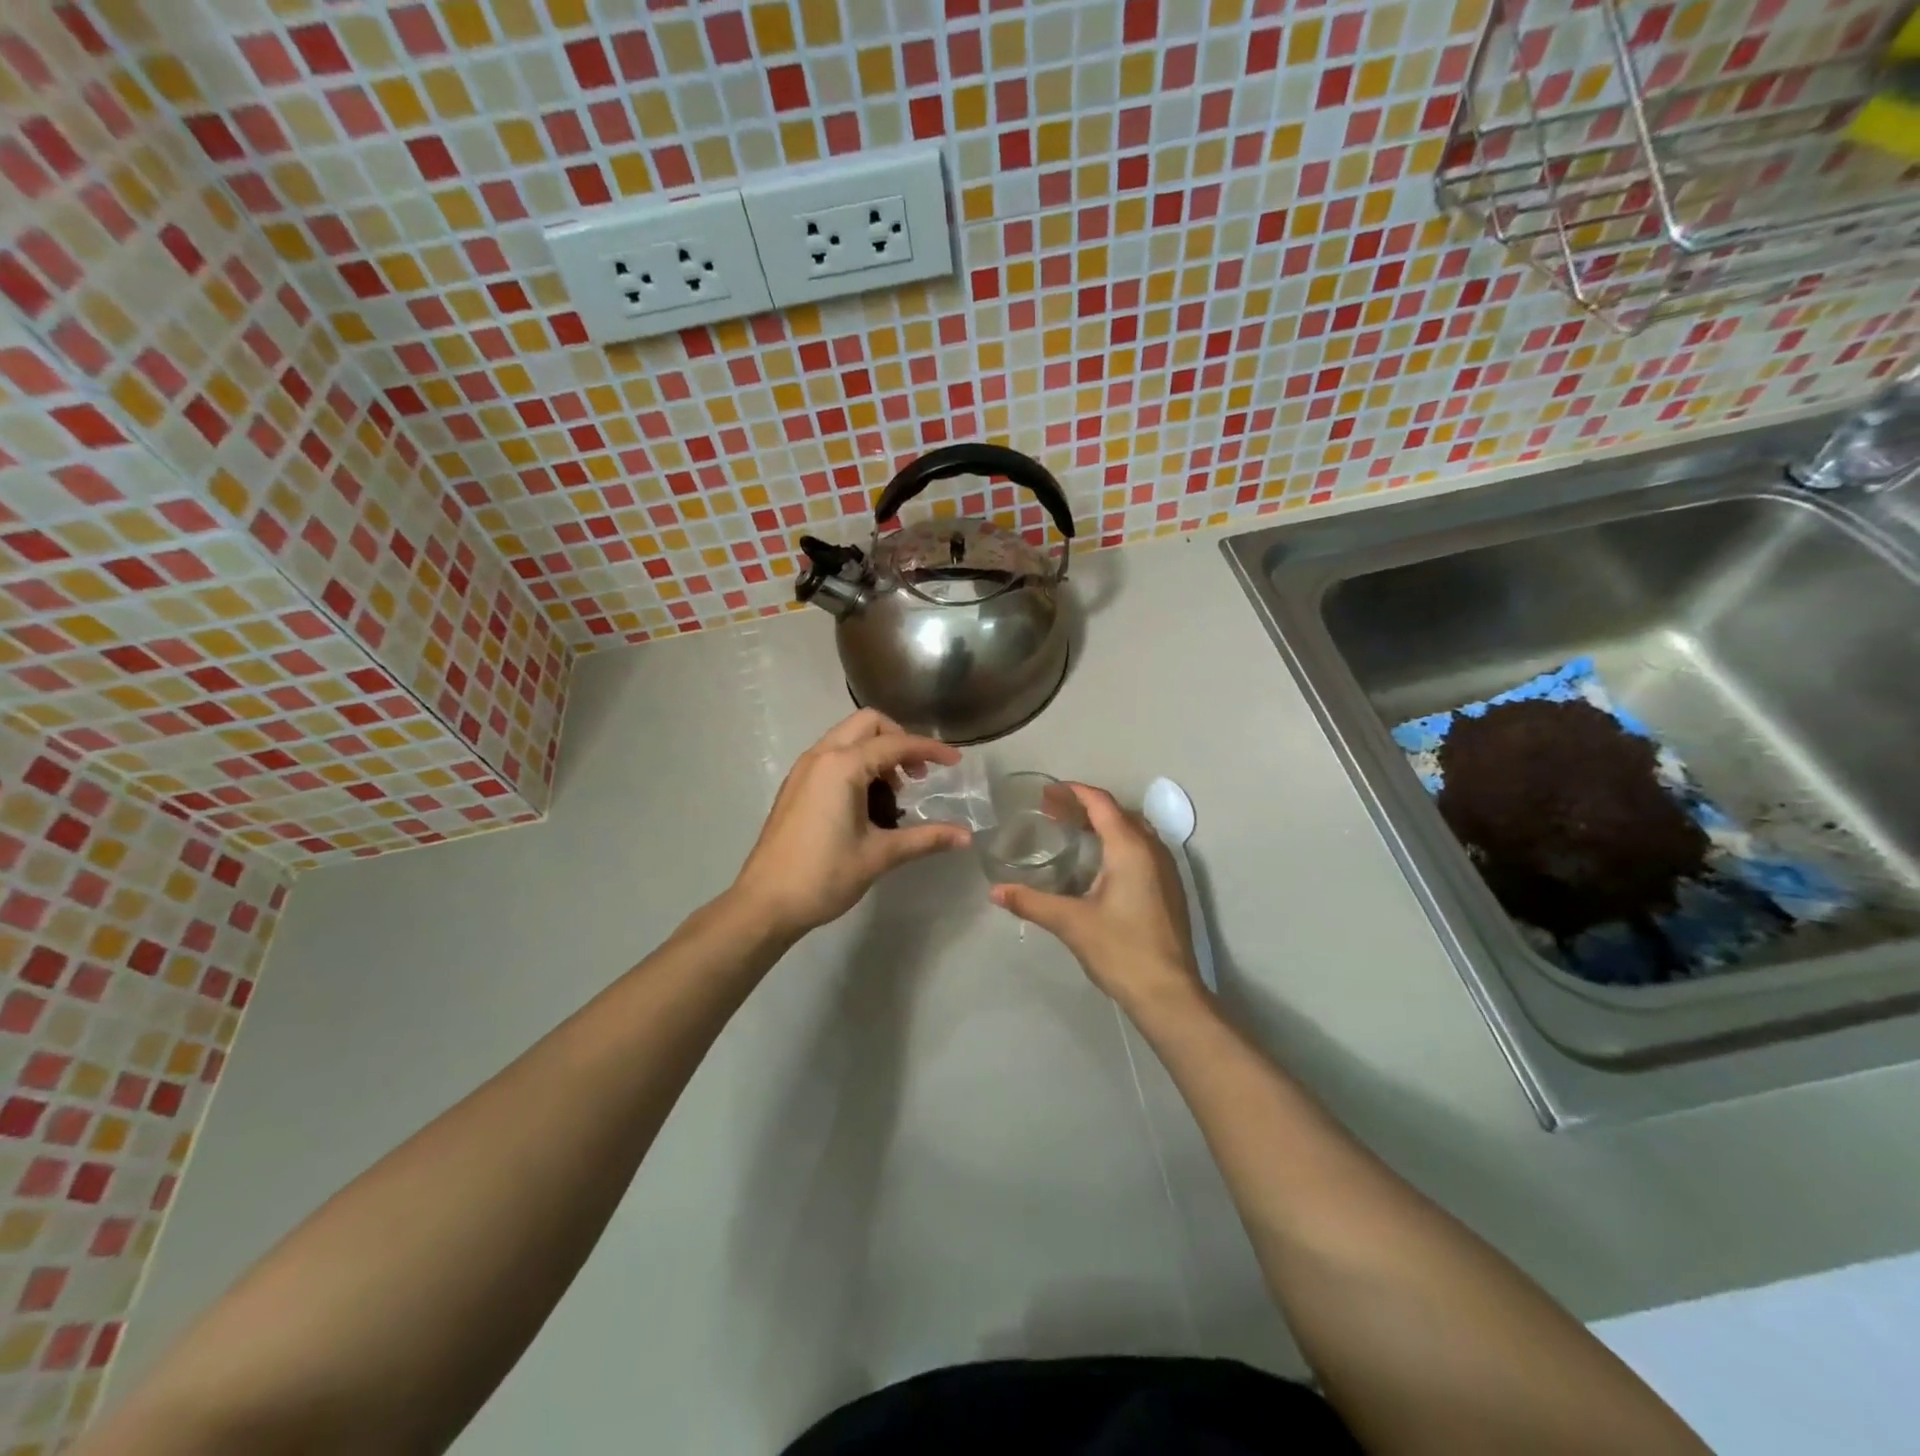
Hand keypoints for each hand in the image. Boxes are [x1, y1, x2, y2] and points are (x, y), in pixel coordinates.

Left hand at [731, 710, 971, 938]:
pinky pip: (833, 756)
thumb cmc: (824, 876)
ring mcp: (804, 769)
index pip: (896, 744)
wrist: (765, 903)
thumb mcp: (879, 855)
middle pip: (868, 724)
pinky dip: (857, 763)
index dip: (930, 750)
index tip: (956, 763)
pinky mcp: (796, 785)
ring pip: (848, 738)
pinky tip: (867, 803)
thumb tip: (966, 836)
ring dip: (877, 752)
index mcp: (842, 766)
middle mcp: (821, 756)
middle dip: (900, 740)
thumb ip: (925, 838)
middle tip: (918, 775)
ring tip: (895, 794)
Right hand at [989, 784, 1206, 1018]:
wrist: (1168, 993)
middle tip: (1051, 811)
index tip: (1046, 792)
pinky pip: (1142, 849)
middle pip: (1117, 812)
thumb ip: (1031, 902)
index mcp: (1130, 848)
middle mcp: (1152, 849)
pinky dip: (1117, 842)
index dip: (1073, 792)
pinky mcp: (1169, 888)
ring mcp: (1166, 869)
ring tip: (1071, 831)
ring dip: (1103, 824)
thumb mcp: (1070, 923)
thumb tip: (995, 891)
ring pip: (1133, 830)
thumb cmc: (1120, 950)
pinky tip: (1097, 863)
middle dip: (1084, 806)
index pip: (1101, 803)